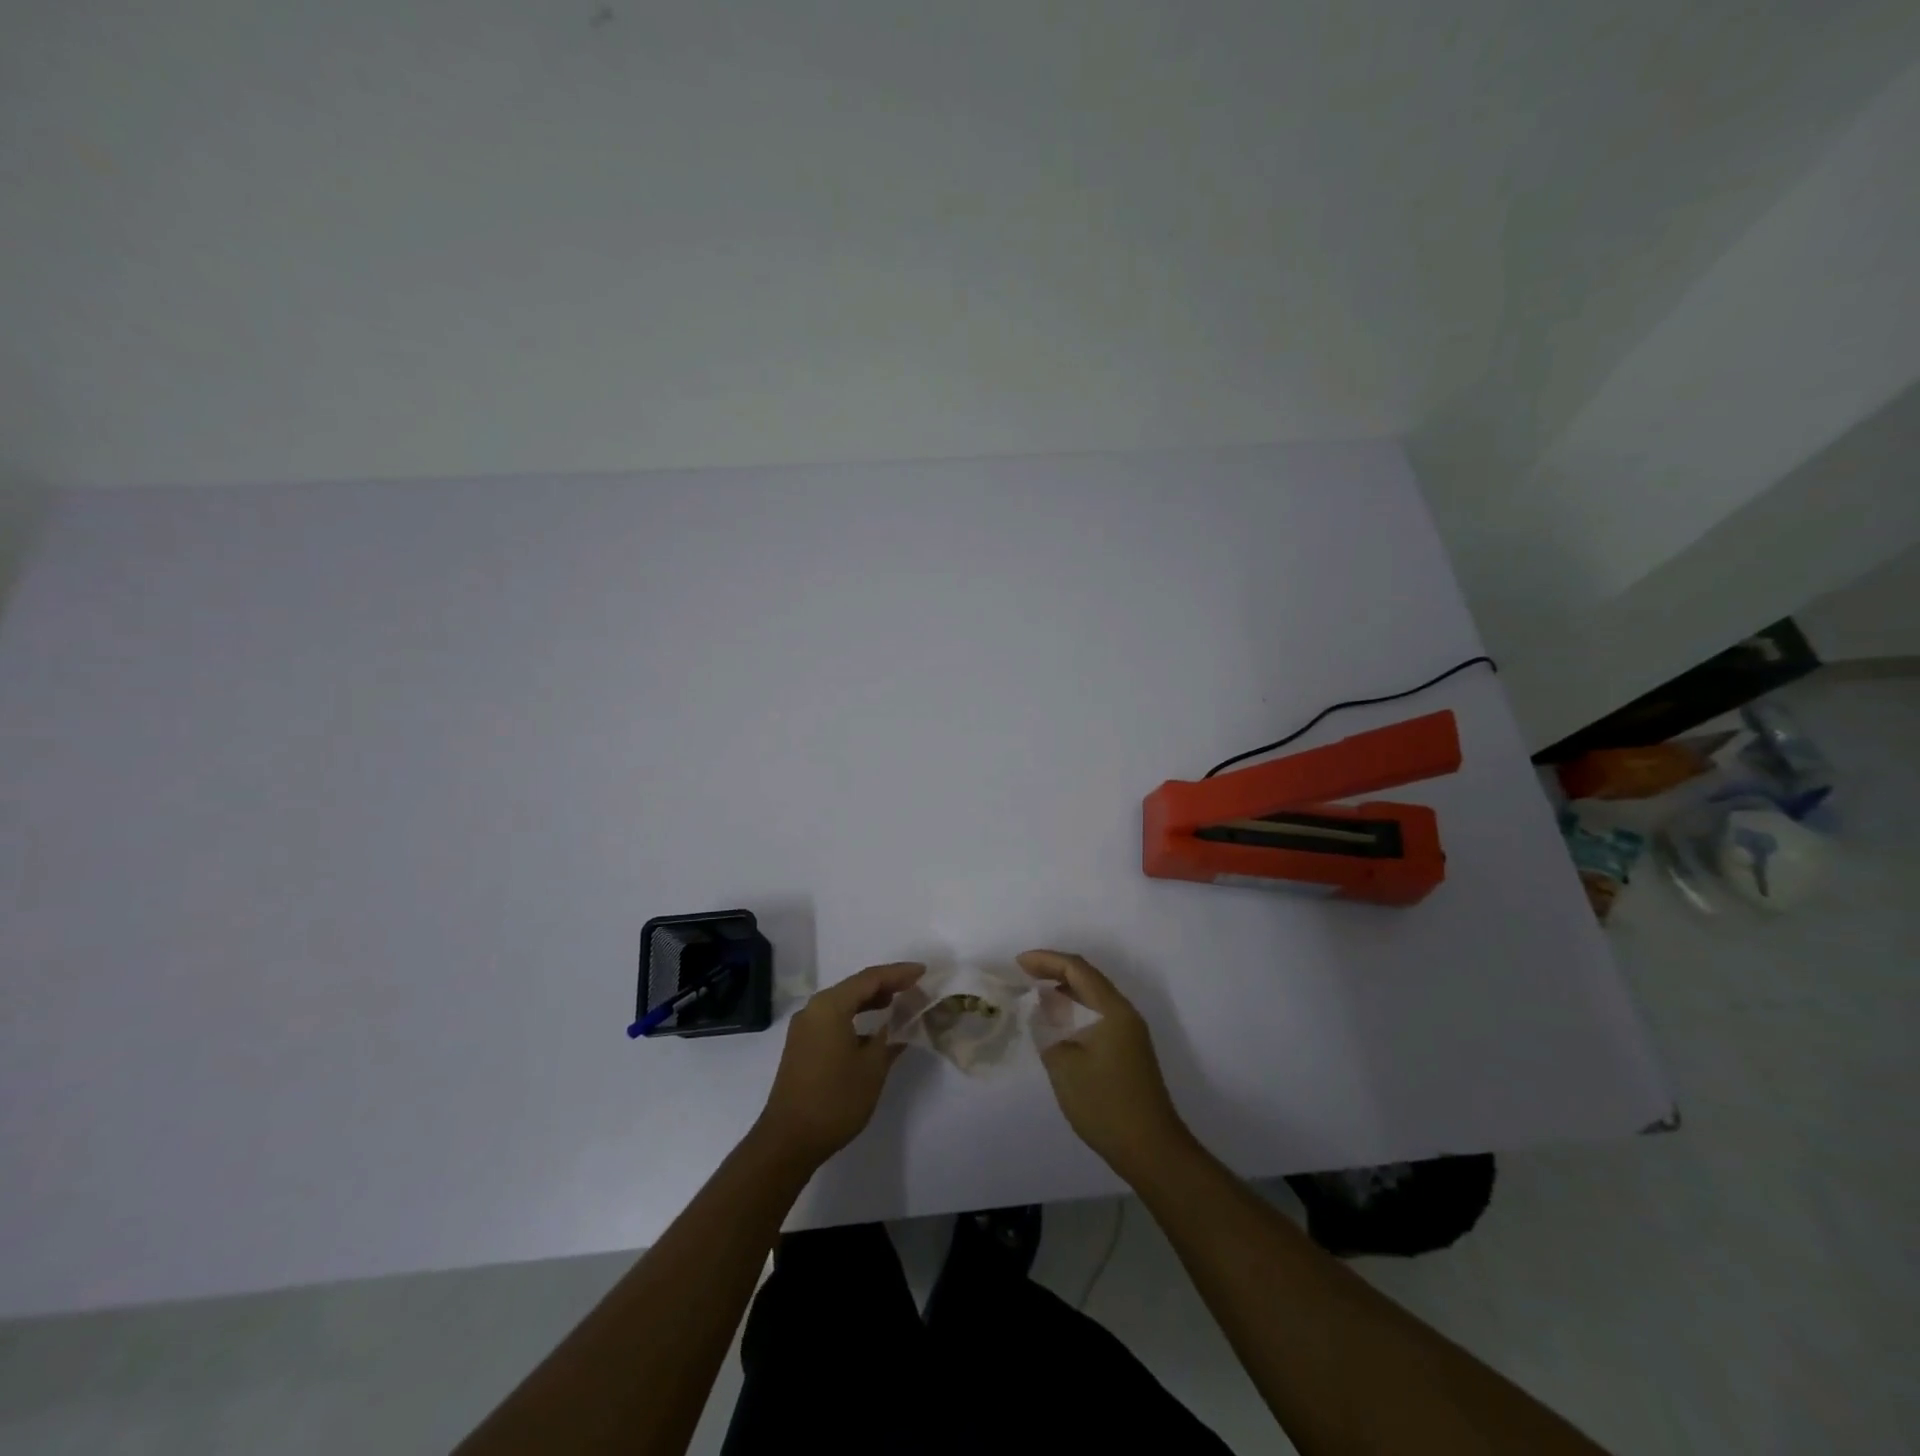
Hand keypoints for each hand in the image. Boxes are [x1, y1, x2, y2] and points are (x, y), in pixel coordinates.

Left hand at [754, 962, 923, 1170]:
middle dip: (885, 985)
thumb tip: (901, 1025)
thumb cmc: (835, 1099)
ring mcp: (805, 1028)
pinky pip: (833, 1019)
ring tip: (897, 1003)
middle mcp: (814, 1009)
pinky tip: (873, 1031)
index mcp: (830, 1006)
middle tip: (914, 987)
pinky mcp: (802, 1045)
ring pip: (843, 1003)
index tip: (923, 971)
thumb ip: (889, 1039)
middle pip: (854, 987)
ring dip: (870, 1001)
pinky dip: (855, 1017)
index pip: (870, 978)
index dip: (899, 973)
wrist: (789, 1140)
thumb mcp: (872, 1068)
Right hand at [1018, 950, 1190, 1179]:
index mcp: (1112, 1009)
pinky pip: (1097, 1014)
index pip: (1077, 969)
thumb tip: (1044, 1009)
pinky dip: (1075, 1009)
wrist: (1150, 1149)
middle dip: (1054, 970)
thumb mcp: (1065, 1064)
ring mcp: (1129, 1032)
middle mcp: (1124, 1013)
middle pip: (1087, 977)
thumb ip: (1049, 1028)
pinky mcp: (1128, 1050)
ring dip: (1065, 990)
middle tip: (1023, 973)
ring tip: (1035, 992)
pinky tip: (1057, 1021)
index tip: (1017, 963)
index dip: (1046, 960)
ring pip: (1093, 996)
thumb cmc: (1105, 1103)